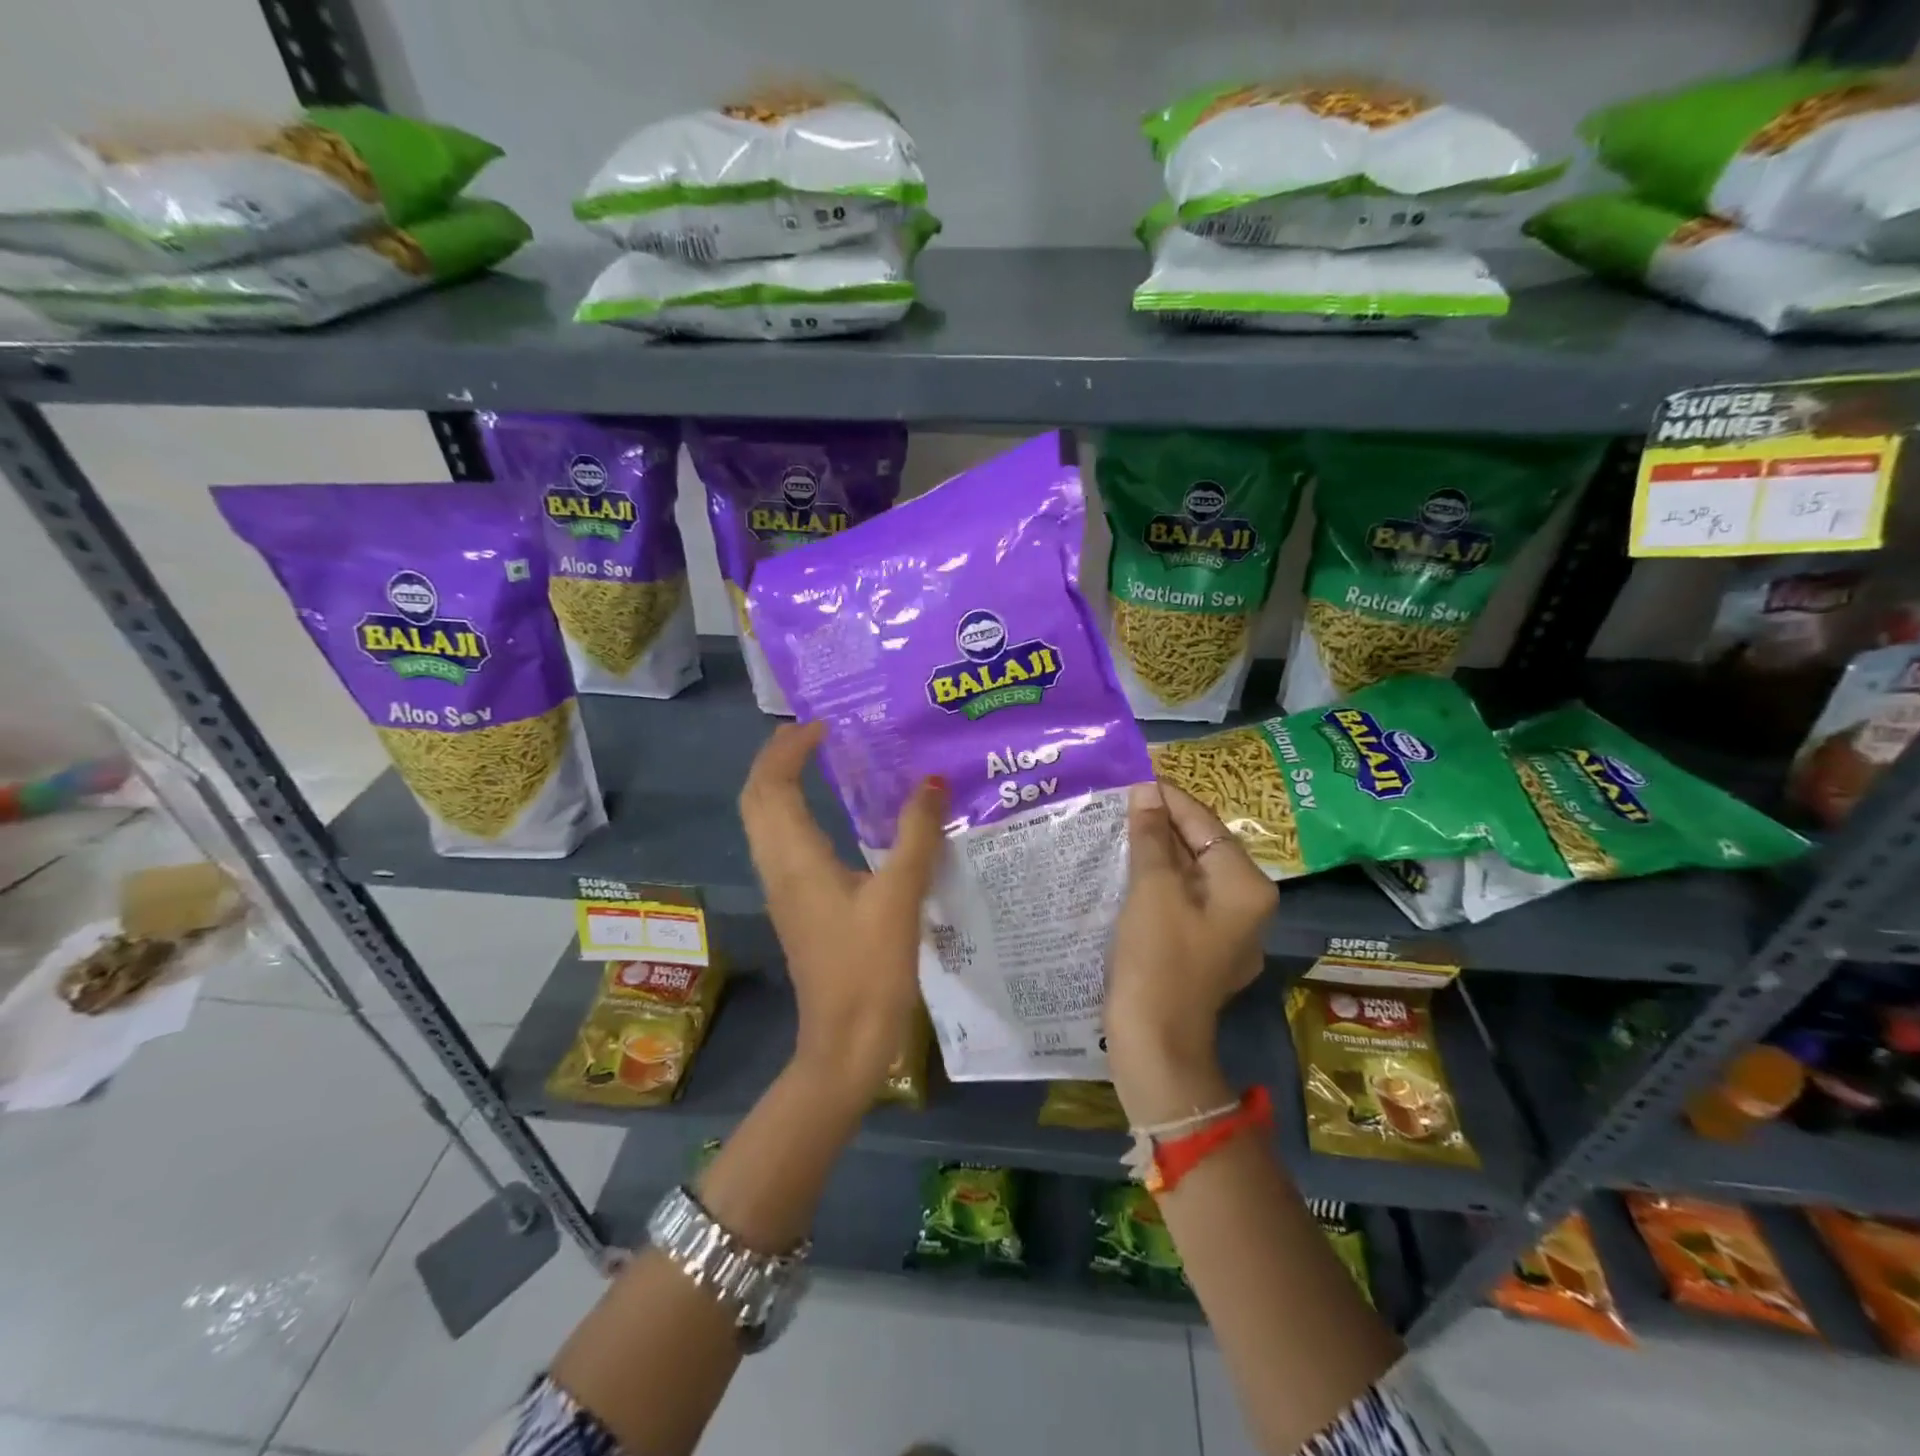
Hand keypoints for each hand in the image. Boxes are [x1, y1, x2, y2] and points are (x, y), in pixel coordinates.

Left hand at [739, 722, 947, 1107]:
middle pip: (757, 799)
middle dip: (777, 758)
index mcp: (795, 859)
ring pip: (766, 822)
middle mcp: (779, 868)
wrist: (845, 1042)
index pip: (770, 786)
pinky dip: (796, 812)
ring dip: (783, 784)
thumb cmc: (869, 968)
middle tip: (816, 732)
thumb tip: (932, 782)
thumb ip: (917, 835)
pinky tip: (835, 817)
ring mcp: (784, 889)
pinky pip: (783, 843)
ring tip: (823, 761)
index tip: (823, 724)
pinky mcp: (798, 906)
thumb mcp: (900, 896)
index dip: (787, 748)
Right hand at [1105, 781, 1276, 1122]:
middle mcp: (1245, 905)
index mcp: (1246, 887)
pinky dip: (1154, 881)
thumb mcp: (1152, 890)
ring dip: (1153, 852)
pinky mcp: (1199, 948)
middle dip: (1160, 825)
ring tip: (1116, 827)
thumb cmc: (1158, 961)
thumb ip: (1150, 837)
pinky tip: (1124, 869)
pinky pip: (1179, 900)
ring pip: (1187, 875)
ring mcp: (1224, 931)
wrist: (1154, 1045)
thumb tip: (1146, 791)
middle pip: (1200, 848)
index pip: (1206, 825)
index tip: (1134, 775)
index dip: (1169, 798)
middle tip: (1118, 800)